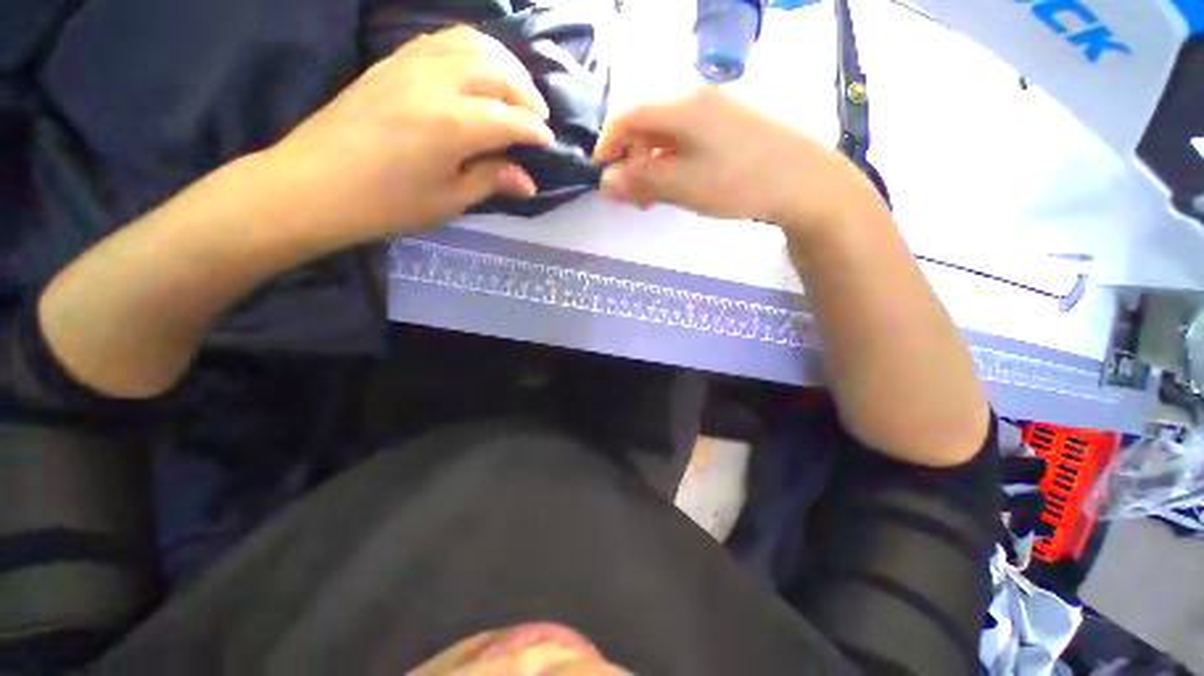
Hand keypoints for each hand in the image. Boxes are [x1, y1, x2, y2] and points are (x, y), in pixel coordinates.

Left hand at [264, 26, 553, 244]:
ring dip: (502, 63)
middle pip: (496, 69)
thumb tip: (527, 181)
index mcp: (453, 125)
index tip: (547, 143)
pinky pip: (442, 41)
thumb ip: (490, 180)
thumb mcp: (448, 200)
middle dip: (525, 91)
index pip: (510, 118)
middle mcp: (436, 82)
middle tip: (536, 116)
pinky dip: (471, 51)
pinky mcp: (391, 62)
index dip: (534, 130)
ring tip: (513, 89)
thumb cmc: (386, 204)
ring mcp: (410, 64)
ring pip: (471, 43)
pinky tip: (475, 73)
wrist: (313, 185)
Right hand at [594, 87, 886, 238]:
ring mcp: (716, 109)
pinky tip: (679, 182)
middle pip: (647, 124)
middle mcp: (696, 97)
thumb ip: (640, 181)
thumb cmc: (737, 182)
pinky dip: (673, 161)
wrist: (804, 181)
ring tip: (654, 197)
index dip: (608, 143)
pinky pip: (688, 138)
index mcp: (681, 105)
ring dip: (652, 163)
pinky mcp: (731, 123)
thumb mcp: (681, 185)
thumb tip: (604, 182)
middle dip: (631, 159)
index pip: (628, 115)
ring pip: (667, 133)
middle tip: (632, 196)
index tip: (600, 172)